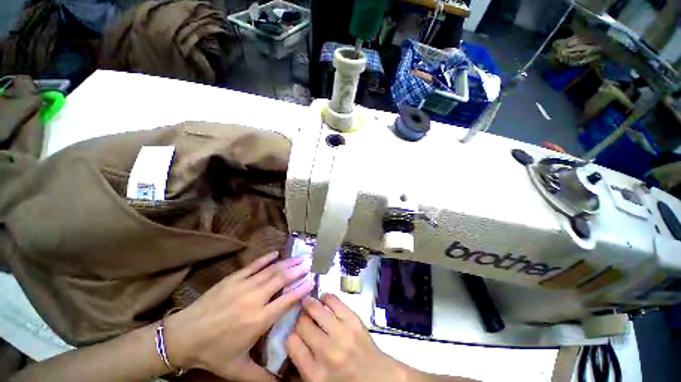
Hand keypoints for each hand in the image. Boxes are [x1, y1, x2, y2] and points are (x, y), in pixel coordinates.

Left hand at [165, 252, 313, 380]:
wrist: (182, 337)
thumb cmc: (213, 353)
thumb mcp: (237, 371)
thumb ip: (262, 378)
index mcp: (258, 320)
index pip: (286, 300)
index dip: (301, 289)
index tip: (312, 280)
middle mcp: (254, 299)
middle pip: (281, 280)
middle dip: (298, 270)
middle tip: (310, 263)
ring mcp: (243, 286)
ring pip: (271, 270)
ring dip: (287, 263)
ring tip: (299, 257)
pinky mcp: (233, 279)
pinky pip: (254, 265)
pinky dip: (266, 258)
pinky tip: (276, 253)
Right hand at [286, 294, 411, 381]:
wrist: (378, 379)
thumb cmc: (347, 381)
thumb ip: (304, 363)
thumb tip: (293, 339)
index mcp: (314, 374)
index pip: (292, 343)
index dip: (291, 334)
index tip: (293, 331)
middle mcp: (326, 352)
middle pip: (302, 324)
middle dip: (300, 318)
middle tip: (301, 316)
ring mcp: (341, 333)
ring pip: (316, 309)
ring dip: (309, 303)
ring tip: (308, 302)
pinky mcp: (353, 320)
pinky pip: (334, 301)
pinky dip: (326, 297)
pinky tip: (324, 298)